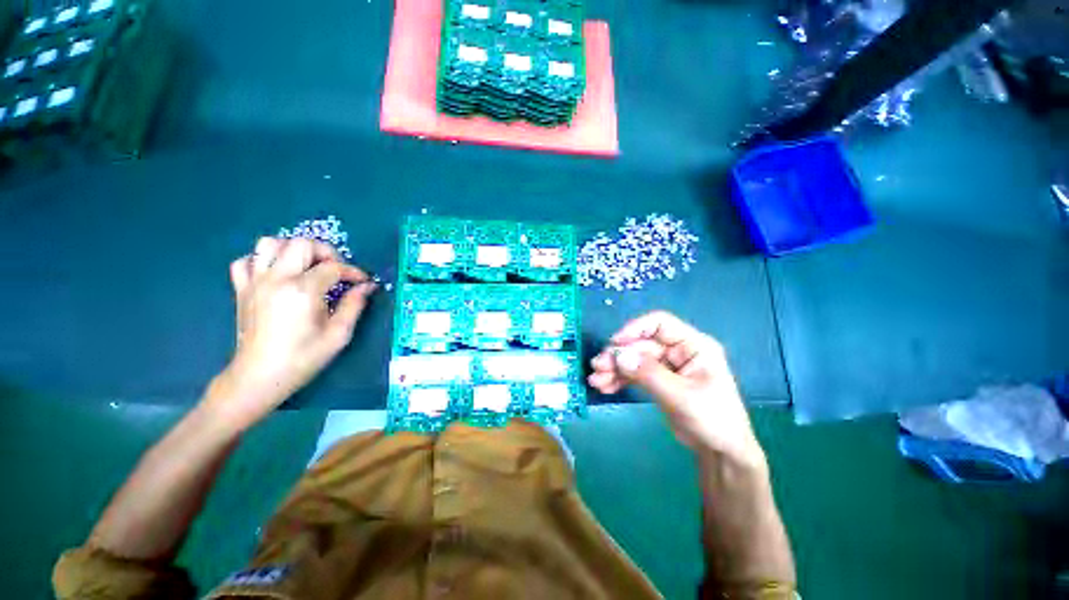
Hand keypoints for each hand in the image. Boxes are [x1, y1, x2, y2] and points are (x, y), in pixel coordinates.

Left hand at [204, 237, 375, 429]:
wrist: (259, 377)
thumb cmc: (303, 357)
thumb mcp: (338, 334)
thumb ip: (354, 305)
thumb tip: (368, 287)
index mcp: (302, 291)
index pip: (333, 267)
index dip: (353, 272)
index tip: (363, 282)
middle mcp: (276, 279)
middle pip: (302, 244)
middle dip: (326, 252)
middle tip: (336, 270)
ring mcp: (255, 282)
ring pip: (269, 244)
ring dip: (293, 250)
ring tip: (306, 267)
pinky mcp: (241, 289)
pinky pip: (246, 261)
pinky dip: (262, 261)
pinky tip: (277, 275)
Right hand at [588, 311, 764, 467]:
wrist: (720, 453)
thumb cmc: (712, 420)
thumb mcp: (681, 396)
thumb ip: (649, 374)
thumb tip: (618, 355)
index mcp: (693, 345)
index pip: (660, 324)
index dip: (635, 329)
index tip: (614, 343)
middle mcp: (678, 350)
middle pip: (641, 344)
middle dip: (618, 356)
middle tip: (597, 368)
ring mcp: (666, 365)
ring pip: (634, 359)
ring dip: (614, 368)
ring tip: (596, 381)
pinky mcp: (658, 379)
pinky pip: (634, 373)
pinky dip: (619, 379)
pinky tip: (605, 387)